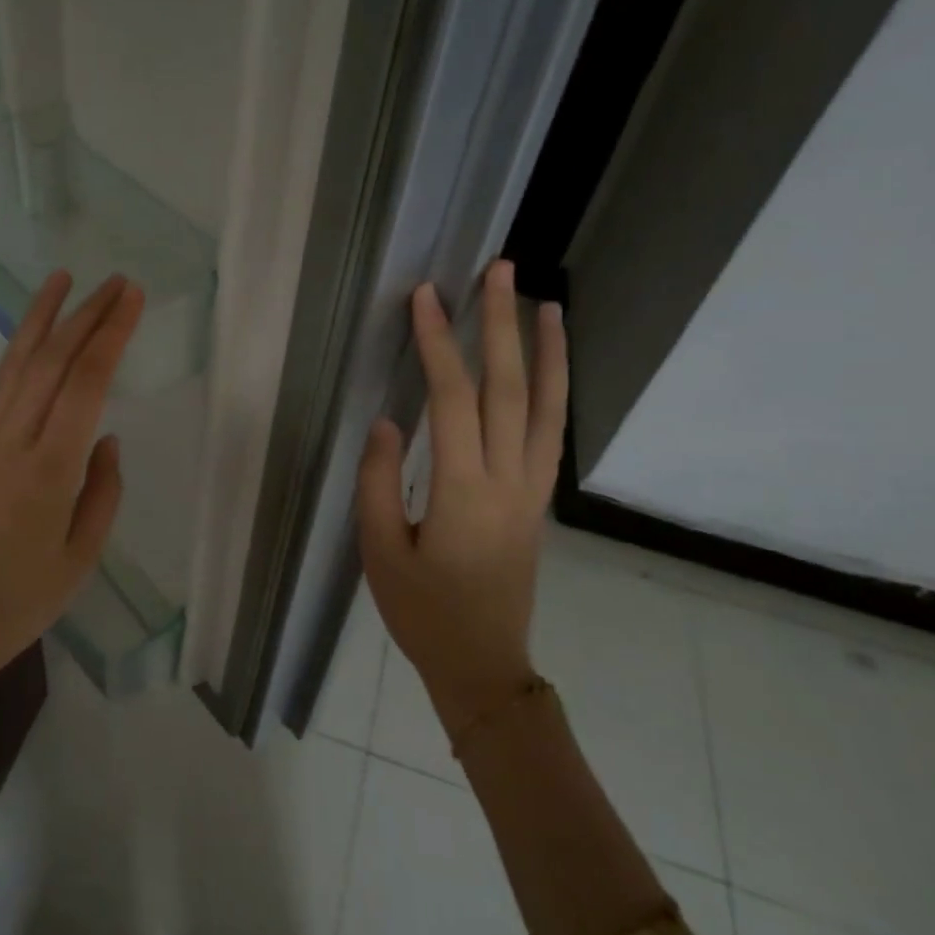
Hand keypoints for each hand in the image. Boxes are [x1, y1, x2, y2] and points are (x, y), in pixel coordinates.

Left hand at [0, 272, 143, 733]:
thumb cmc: (20, 603)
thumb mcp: (81, 557)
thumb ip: (102, 492)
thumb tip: (106, 439)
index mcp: (52, 468)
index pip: (88, 382)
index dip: (112, 334)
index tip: (132, 298)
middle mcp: (13, 441)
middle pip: (52, 361)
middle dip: (85, 315)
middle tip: (113, 282)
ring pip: (10, 366)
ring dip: (36, 318)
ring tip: (58, 279)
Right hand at [356, 262, 567, 738]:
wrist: (482, 664)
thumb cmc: (422, 612)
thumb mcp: (380, 552)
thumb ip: (380, 482)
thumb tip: (390, 422)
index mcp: (462, 491)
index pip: (453, 399)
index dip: (438, 344)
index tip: (427, 297)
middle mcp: (507, 480)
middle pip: (509, 388)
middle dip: (501, 325)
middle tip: (500, 271)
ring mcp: (531, 489)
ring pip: (547, 407)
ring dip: (548, 351)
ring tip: (547, 303)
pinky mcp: (537, 500)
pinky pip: (550, 433)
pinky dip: (555, 391)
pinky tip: (549, 367)